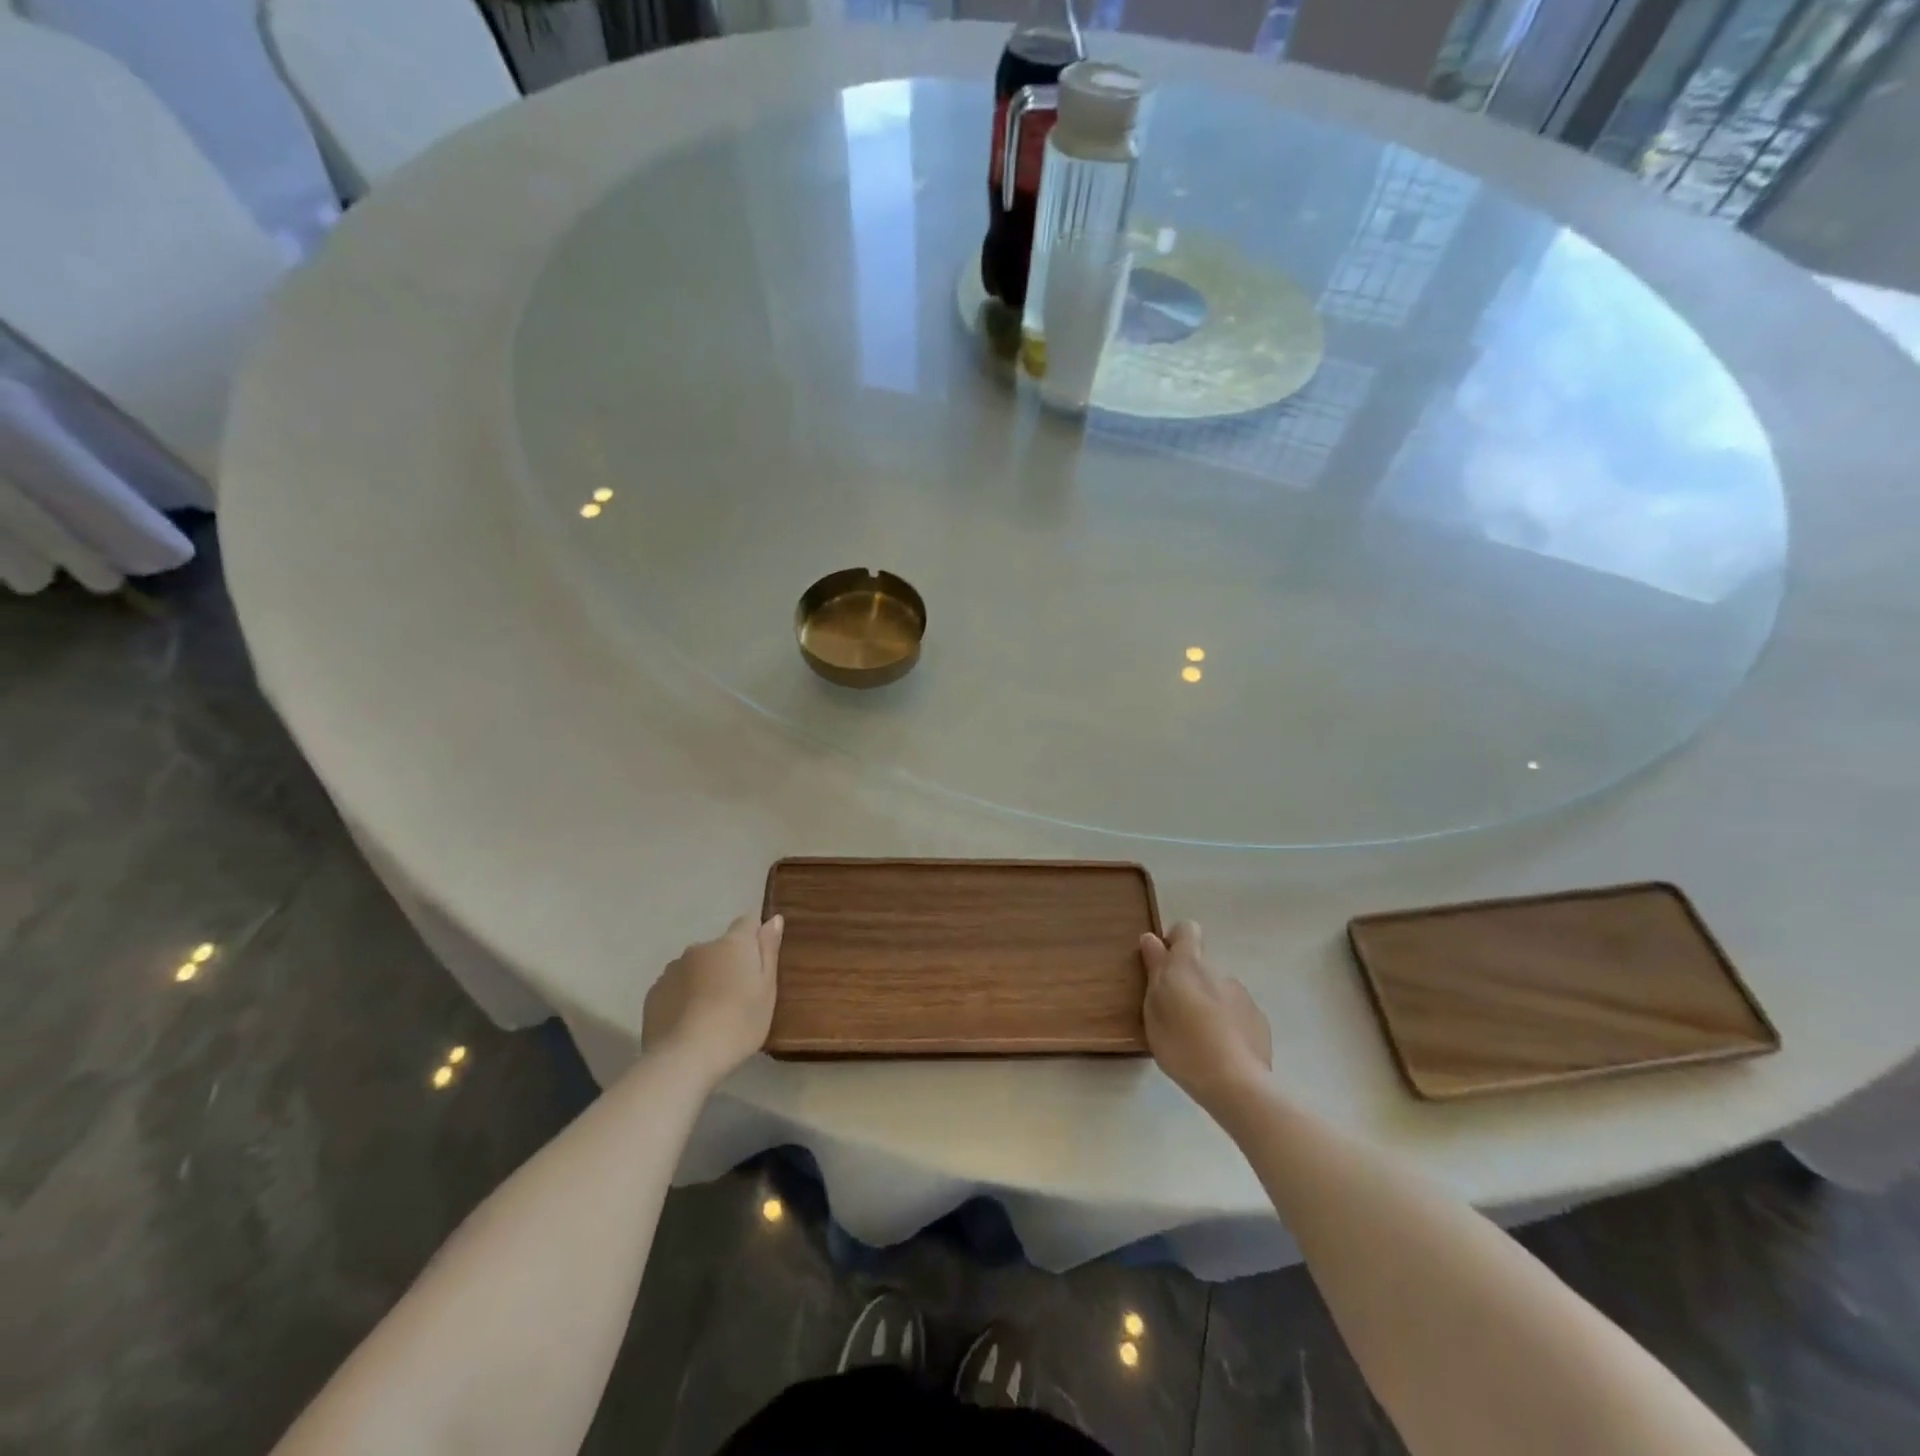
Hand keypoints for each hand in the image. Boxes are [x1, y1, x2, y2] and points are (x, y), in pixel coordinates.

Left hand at [642, 915, 782, 1083]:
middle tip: (738, 996)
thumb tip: (773, 918)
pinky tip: (689, 1024)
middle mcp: (701, 948)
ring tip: (711, 1014)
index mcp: (733, 943)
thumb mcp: (767, 989)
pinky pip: (676, 987)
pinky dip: (684, 997)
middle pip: (720, 948)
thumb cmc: (739, 1023)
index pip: (748, 922)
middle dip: (728, 963)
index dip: (756, 935)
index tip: (760, 958)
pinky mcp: (654, 992)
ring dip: (705, 980)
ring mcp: (673, 969)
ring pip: (696, 968)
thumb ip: (769, 950)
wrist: (684, 1059)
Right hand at [1141, 921, 1271, 1111]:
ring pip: (1218, 990)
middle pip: (1200, 965)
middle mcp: (1218, 972)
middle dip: (1188, 982)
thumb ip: (1154, 971)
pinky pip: (1236, 1012)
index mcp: (1188, 966)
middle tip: (1175, 1015)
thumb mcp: (1153, 1009)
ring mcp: (1242, 995)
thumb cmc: (1182, 1045)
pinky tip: (1221, 1051)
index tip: (1163, 965)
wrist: (1236, 1084)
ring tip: (1199, 1039)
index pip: (1186, 929)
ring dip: (1208, 1004)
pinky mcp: (1259, 1020)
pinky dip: (1227, 1023)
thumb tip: (1151, 938)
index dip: (1175, 941)